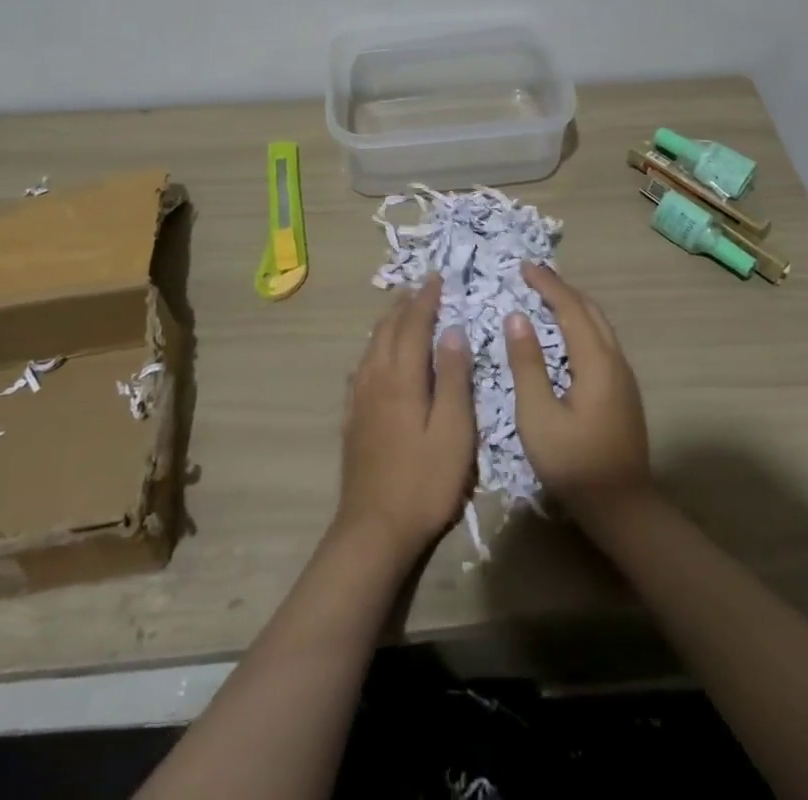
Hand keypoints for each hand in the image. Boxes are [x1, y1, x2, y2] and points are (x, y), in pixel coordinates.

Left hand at [337, 275, 475, 558]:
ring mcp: (360, 398)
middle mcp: (376, 378)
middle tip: (420, 286)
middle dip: (405, 304)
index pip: (414, 325)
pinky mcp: (353, 418)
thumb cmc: (425, 481)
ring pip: (371, 346)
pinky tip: (375, 356)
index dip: (426, 299)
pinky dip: (373, 348)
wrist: (374, 529)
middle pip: (388, 330)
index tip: (437, 277)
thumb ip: (454, 379)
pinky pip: (362, 367)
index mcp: (402, 378)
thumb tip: (453, 331)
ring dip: (388, 322)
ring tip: (400, 310)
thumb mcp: (454, 432)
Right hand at [506, 264, 651, 515]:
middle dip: (561, 289)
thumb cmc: (574, 463)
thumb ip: (527, 363)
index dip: (547, 284)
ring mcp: (623, 377)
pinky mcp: (623, 392)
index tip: (523, 266)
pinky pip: (601, 341)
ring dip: (573, 305)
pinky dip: (580, 325)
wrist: (623, 508)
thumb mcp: (538, 415)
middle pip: (590, 310)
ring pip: (599, 325)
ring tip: (546, 297)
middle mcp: (615, 360)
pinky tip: (565, 335)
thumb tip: (517, 317)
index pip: (570, 307)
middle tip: (533, 276)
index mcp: (595, 361)